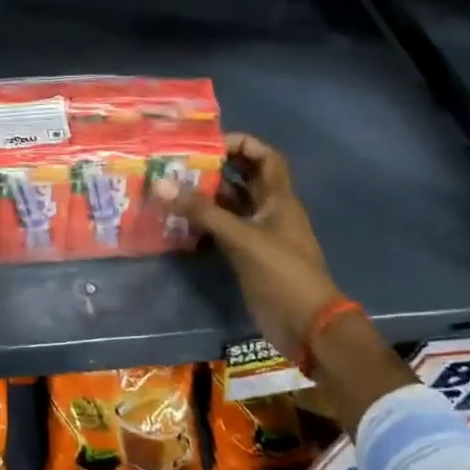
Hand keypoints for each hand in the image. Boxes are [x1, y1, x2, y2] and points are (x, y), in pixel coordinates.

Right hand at [155, 133, 346, 357]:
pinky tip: (177, 219)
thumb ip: (203, 212)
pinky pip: (222, 229)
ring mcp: (258, 234)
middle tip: (179, 162)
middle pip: (243, 178)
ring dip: (205, 195)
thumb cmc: (283, 273)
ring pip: (230, 204)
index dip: (243, 143)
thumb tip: (161, 184)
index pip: (265, 157)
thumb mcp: (243, 238)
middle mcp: (269, 211)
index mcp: (279, 199)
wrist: (308, 327)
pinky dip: (203, 222)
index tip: (209, 142)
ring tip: (171, 185)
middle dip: (215, 167)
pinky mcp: (247, 256)